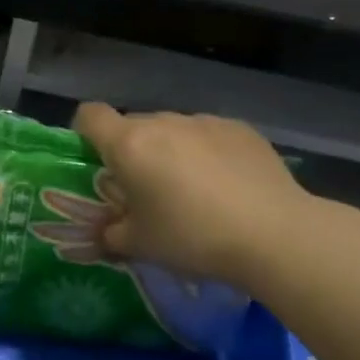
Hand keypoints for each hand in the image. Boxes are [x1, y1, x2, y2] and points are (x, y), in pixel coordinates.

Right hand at [74, 103, 317, 284]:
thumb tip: (105, 231)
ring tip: (193, 191)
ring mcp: (204, 121)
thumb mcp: (140, 245)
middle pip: (133, 125)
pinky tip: (228, 186)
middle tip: (146, 190)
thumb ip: (112, 233)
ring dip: (171, 152)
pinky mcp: (239, 128)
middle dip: (132, 151)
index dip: (84, 132)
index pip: (89, 115)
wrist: (275, 234)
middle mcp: (163, 122)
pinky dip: (207, 153)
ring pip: (172, 130)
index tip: (96, 161)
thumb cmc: (193, 237)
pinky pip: (207, 135)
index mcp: (129, 144)